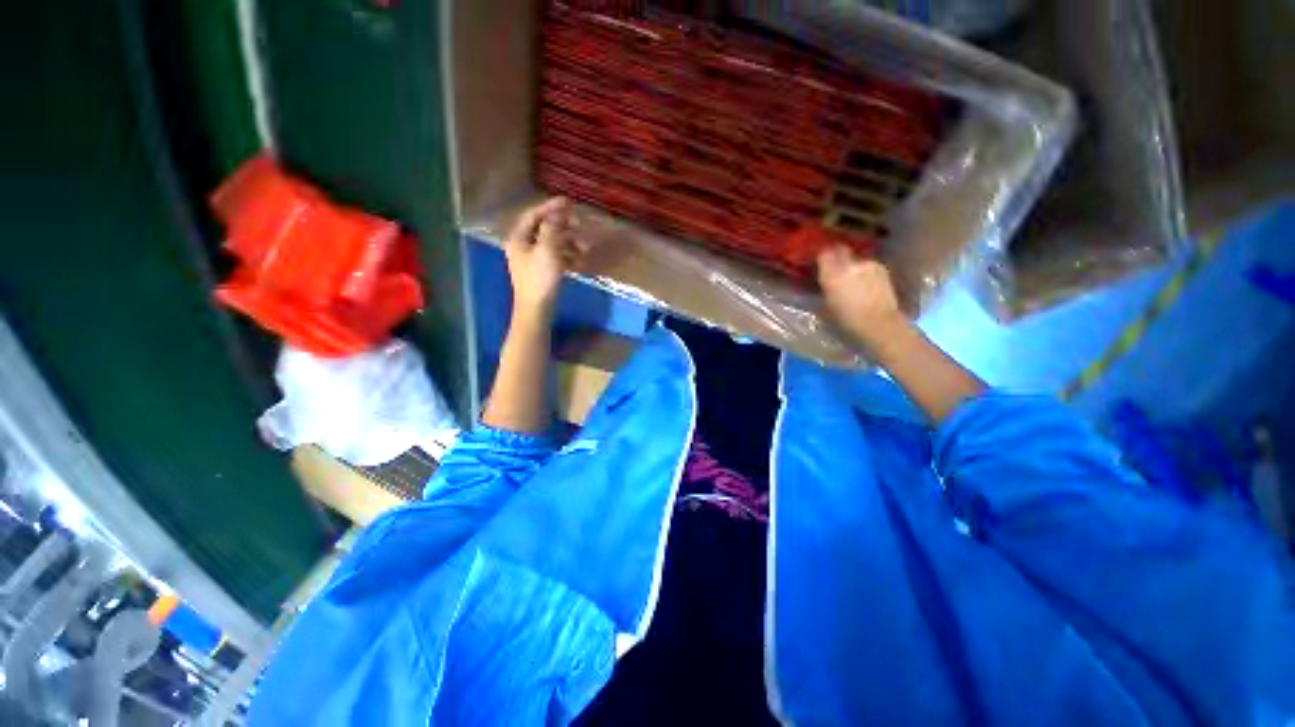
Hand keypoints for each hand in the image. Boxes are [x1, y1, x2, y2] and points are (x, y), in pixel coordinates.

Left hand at [503, 197, 588, 316]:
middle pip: (544, 229)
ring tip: (585, 248)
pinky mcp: (542, 272)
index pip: (533, 215)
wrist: (537, 309)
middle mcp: (523, 246)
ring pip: (553, 244)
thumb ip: (552, 228)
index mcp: (519, 238)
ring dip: (570, 244)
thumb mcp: (547, 249)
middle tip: (580, 225)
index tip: (569, 202)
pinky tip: (580, 262)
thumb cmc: (540, 278)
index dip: (551, 207)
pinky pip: (556, 258)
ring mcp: (533, 260)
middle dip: (564, 227)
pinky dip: (568, 257)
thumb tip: (557, 214)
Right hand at [817, 245, 907, 351]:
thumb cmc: (847, 321)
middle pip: (841, 250)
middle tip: (832, 265)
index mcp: (832, 275)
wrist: (880, 324)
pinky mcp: (882, 269)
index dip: (821, 255)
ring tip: (851, 279)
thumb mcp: (826, 306)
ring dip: (851, 265)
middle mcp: (850, 265)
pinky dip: (864, 272)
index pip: (824, 253)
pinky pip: (867, 265)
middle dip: (836, 255)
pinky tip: (864, 284)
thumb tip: (822, 280)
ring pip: (855, 258)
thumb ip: (824, 287)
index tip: (818, 260)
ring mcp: (868, 264)